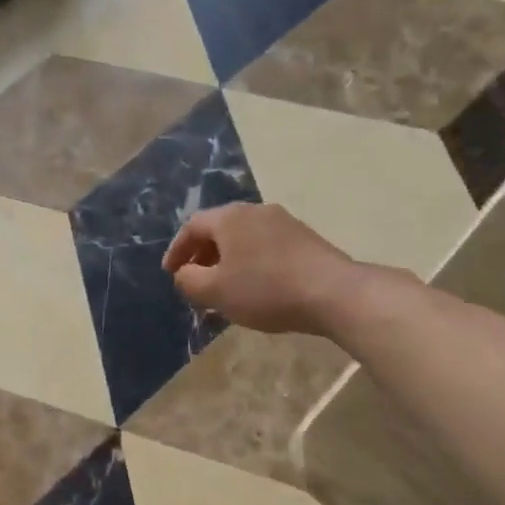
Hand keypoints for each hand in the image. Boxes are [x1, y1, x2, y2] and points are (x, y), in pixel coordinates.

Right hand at [162, 203, 353, 334]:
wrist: (334, 293)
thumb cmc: (266, 289)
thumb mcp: (215, 291)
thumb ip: (189, 280)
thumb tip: (184, 273)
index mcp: (229, 217)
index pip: (192, 226)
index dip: (177, 250)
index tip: (170, 272)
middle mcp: (255, 211)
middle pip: (219, 229)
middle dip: (202, 255)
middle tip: (195, 279)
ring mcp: (284, 222)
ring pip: (244, 238)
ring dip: (228, 260)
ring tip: (224, 287)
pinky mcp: (305, 238)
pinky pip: (265, 246)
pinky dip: (251, 262)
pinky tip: (256, 286)